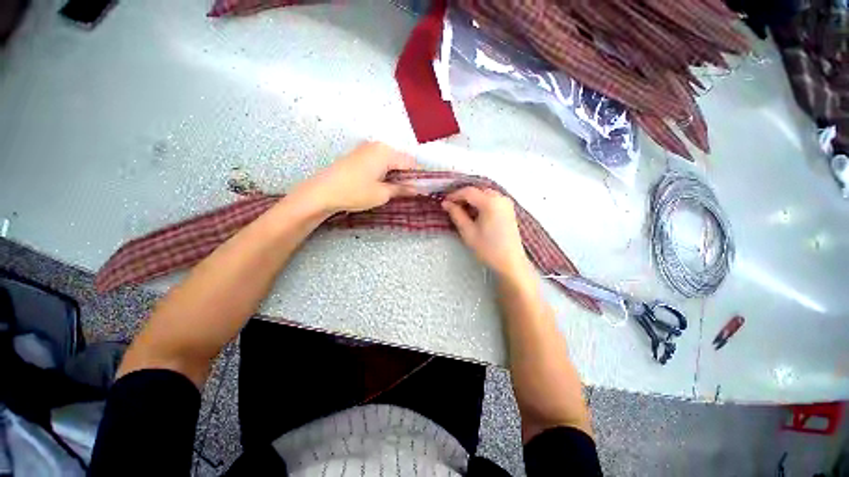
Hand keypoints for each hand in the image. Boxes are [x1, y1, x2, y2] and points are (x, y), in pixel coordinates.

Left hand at [294, 142, 417, 213]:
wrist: (322, 192)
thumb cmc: (355, 192)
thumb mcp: (382, 193)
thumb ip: (402, 189)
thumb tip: (417, 189)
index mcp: (386, 152)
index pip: (411, 163)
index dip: (418, 177)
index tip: (422, 190)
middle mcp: (377, 146)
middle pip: (400, 160)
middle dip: (406, 176)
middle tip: (408, 193)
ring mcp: (366, 149)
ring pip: (390, 161)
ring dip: (395, 175)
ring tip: (394, 191)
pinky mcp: (358, 156)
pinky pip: (379, 162)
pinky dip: (384, 172)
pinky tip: (381, 185)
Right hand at [441, 187, 533, 280]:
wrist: (510, 262)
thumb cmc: (488, 248)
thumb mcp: (468, 232)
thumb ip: (456, 214)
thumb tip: (446, 203)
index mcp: (490, 202)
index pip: (468, 192)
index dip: (454, 195)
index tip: (444, 202)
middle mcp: (500, 197)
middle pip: (477, 190)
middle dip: (463, 196)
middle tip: (451, 206)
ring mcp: (506, 203)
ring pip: (484, 194)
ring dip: (472, 199)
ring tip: (461, 211)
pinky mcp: (508, 209)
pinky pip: (492, 199)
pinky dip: (481, 202)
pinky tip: (474, 213)